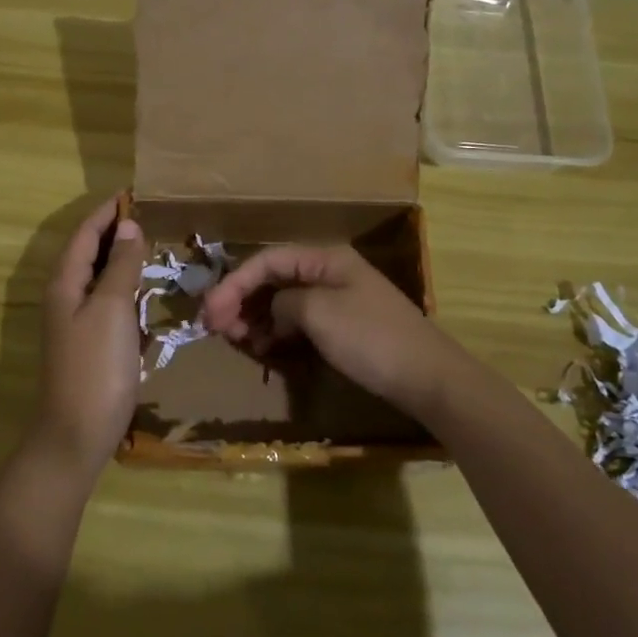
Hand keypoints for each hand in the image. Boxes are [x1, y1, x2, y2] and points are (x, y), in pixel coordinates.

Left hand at [32, 195, 148, 479]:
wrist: (77, 433)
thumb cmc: (95, 366)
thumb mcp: (111, 308)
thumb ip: (119, 266)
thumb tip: (129, 226)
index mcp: (65, 282)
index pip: (85, 233)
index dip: (106, 212)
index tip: (132, 193)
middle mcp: (65, 296)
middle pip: (88, 252)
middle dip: (113, 231)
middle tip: (147, 215)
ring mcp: (75, 322)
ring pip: (97, 277)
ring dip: (119, 258)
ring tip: (149, 243)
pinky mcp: (89, 343)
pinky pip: (106, 302)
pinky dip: (123, 287)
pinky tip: (143, 290)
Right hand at [202, 245, 478, 422]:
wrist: (427, 378)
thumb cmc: (371, 338)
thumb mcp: (319, 313)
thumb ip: (284, 302)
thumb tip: (274, 309)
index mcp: (324, 258)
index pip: (267, 260)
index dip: (234, 282)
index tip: (210, 311)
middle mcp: (328, 272)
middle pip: (273, 279)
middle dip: (241, 300)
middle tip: (216, 327)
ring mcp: (336, 300)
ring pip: (283, 302)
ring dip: (256, 318)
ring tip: (235, 338)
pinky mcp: (342, 327)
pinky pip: (298, 322)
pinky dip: (277, 332)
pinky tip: (264, 348)